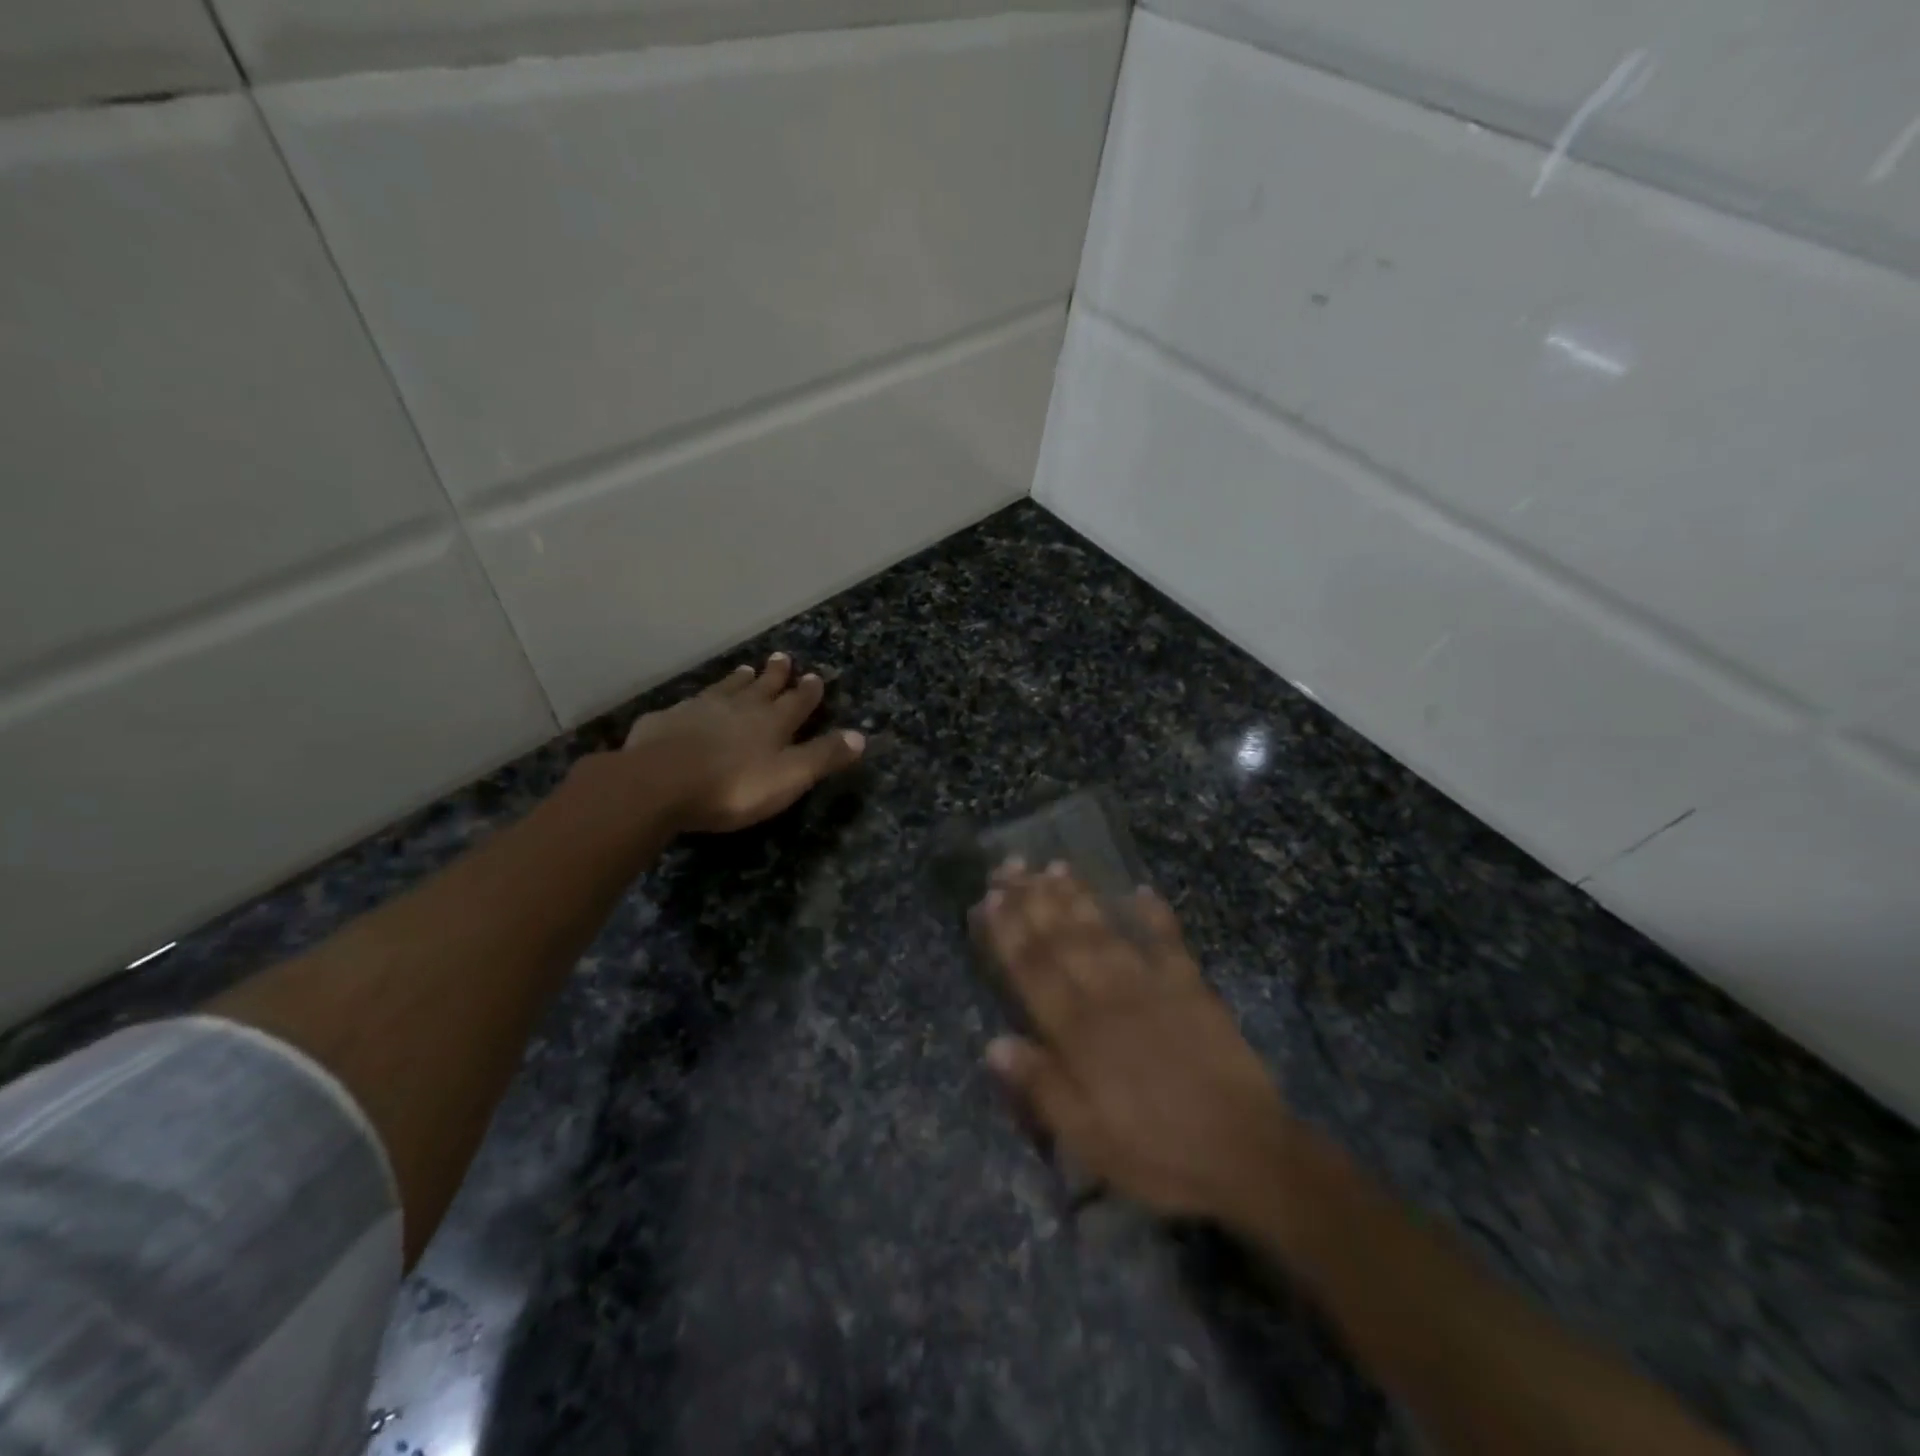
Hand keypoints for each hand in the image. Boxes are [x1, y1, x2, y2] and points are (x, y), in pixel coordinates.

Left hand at [622, 653, 864, 833]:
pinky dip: (696, 703)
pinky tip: (690, 704)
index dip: (807, 691)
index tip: (814, 676)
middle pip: (761, 687)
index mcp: (772, 722)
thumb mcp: (789, 777)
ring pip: (725, 689)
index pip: (797, 702)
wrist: (659, 783)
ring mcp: (699, 710)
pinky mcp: (665, 721)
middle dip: (775, 675)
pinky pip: (686, 706)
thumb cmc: (733, 786)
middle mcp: (738, 708)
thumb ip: (823, 756)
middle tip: (782, 657)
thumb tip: (861, 736)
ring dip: (738, 681)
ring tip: (746, 670)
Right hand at [974, 863, 1296, 1223]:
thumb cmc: (1158, 1153)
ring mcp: (1153, 986)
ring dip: (1079, 897)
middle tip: (1011, 867)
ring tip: (1056, 866)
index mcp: (1079, 1033)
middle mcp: (1109, 997)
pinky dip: (1155, 914)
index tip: (990, 898)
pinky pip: (1170, 941)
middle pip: (1063, 939)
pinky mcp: (1192, 988)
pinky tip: (1141, 890)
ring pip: (1106, 931)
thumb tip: (994, 1043)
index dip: (1008, 932)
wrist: (1246, 1154)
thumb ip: (1042, 1086)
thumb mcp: (1088, 1139)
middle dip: (1033, 900)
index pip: (1033, 970)